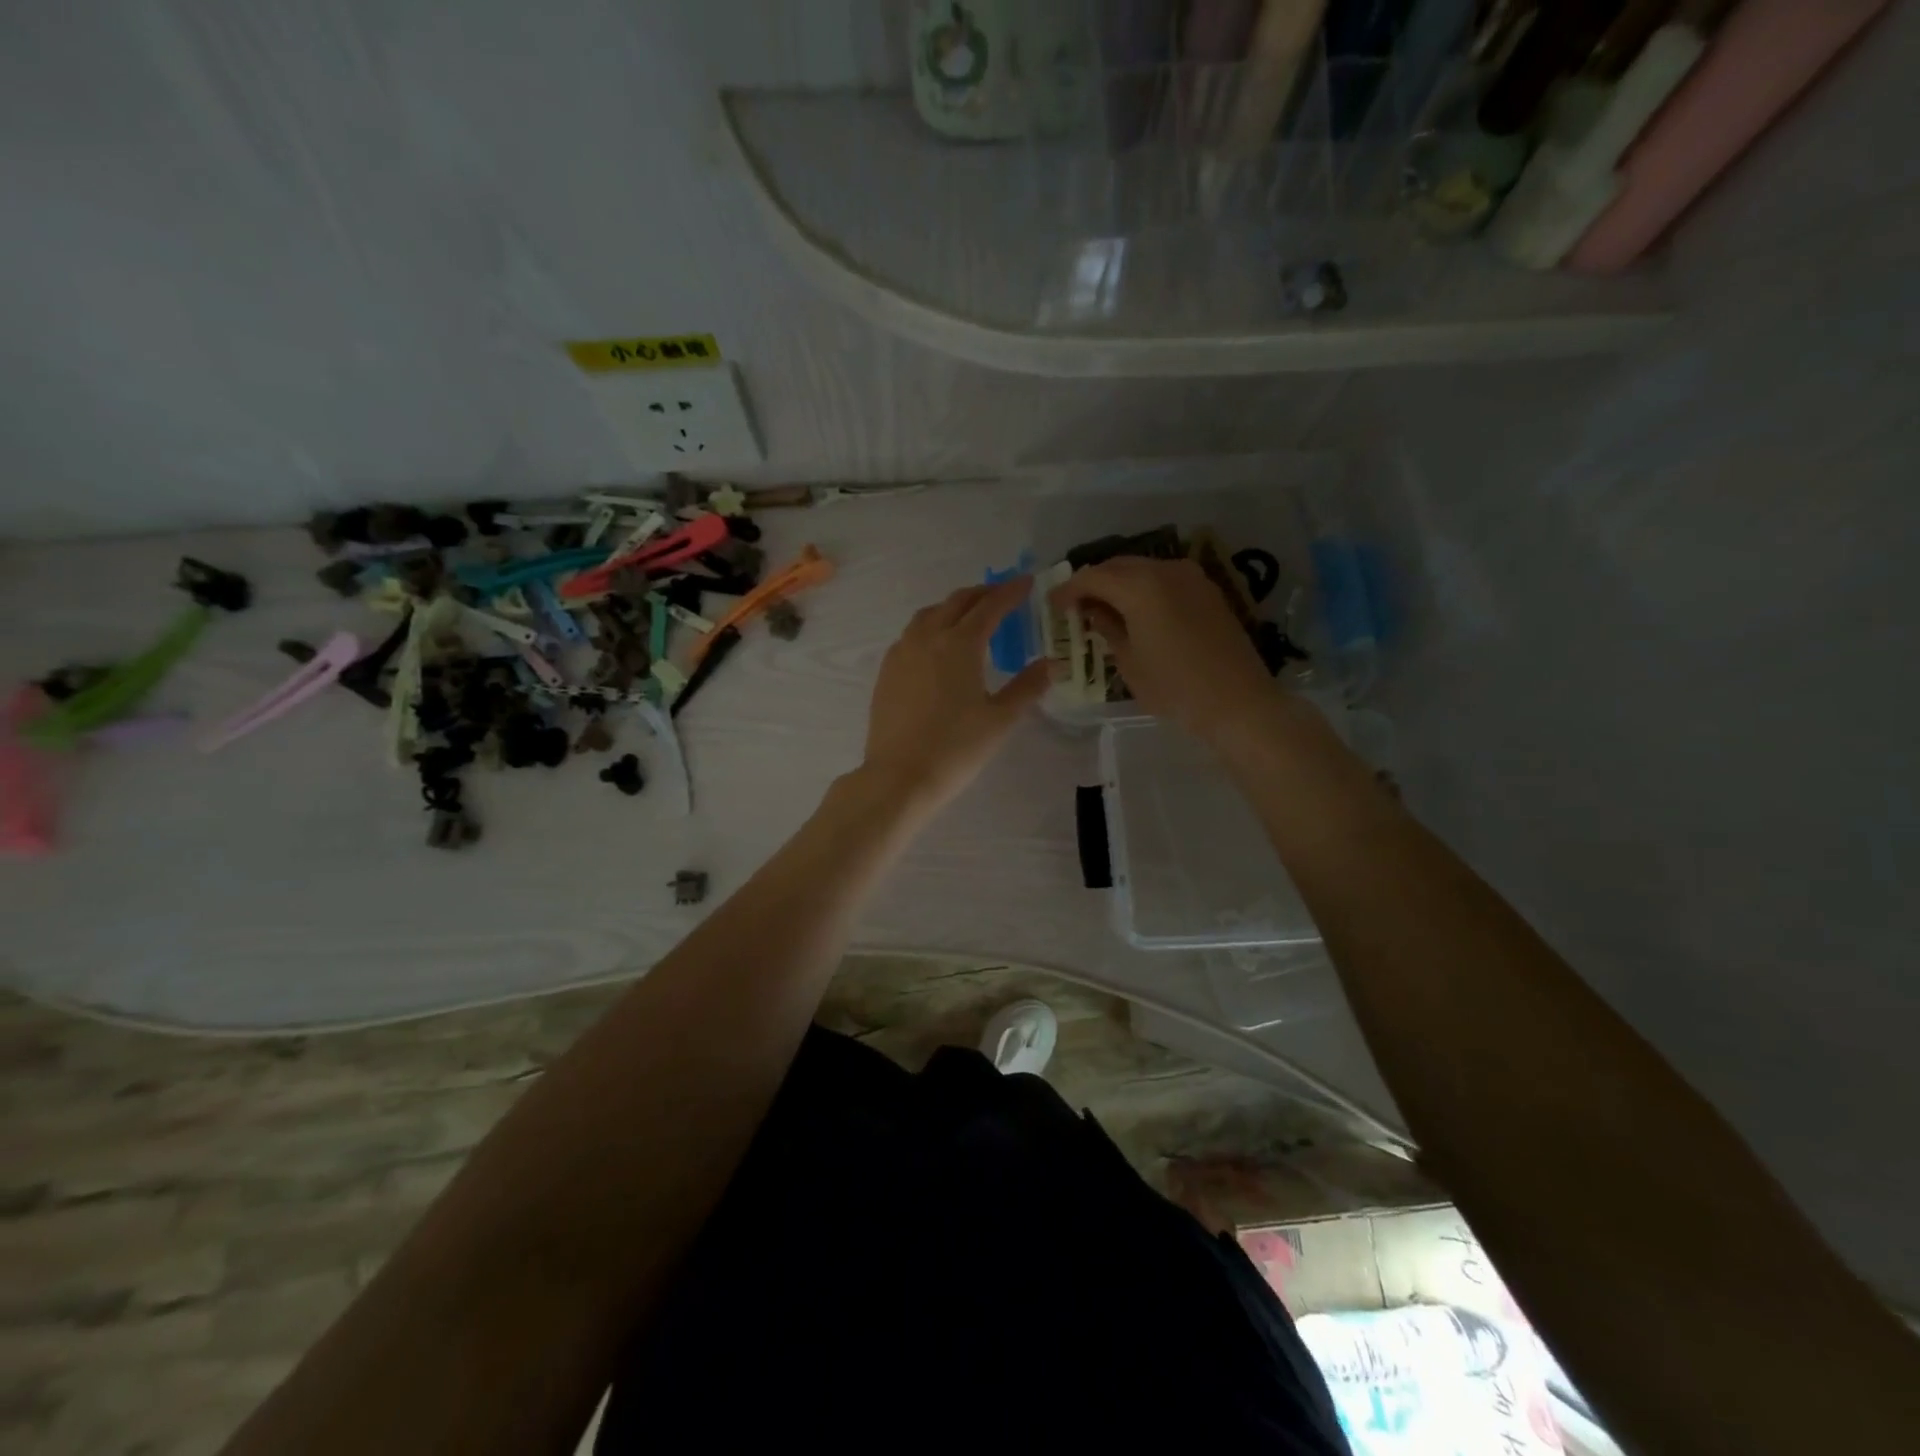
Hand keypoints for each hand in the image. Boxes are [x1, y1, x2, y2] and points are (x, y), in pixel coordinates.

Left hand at [861, 578, 1048, 811]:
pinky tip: (937, 645)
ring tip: (969, 615)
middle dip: (982, 593)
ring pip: (929, 614)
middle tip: (1002, 595)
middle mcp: (927, 637)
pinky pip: (911, 634)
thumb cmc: (956, 748)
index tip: (1027, 582)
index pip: (990, 606)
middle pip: (957, 602)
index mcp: (960, 643)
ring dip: (953, 606)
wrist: (899, 776)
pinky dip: (931, 626)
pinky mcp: (887, 671)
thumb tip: (1052, 663)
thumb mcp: (1000, 719)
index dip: (1010, 592)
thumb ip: (1027, 686)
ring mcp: (902, 652)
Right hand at [1051, 558, 1277, 744]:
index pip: (1092, 577)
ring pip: (1142, 569)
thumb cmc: (1175, 688)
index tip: (1053, 605)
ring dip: (1119, 584)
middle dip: (1093, 582)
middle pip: (1117, 565)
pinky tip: (1137, 612)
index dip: (1068, 589)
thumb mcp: (1129, 663)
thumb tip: (1094, 613)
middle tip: (1076, 606)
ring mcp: (1191, 577)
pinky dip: (1144, 589)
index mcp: (1140, 586)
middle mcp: (1165, 570)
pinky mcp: (1207, 590)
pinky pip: (1164, 579)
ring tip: (1104, 609)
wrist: (1238, 701)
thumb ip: (1107, 629)